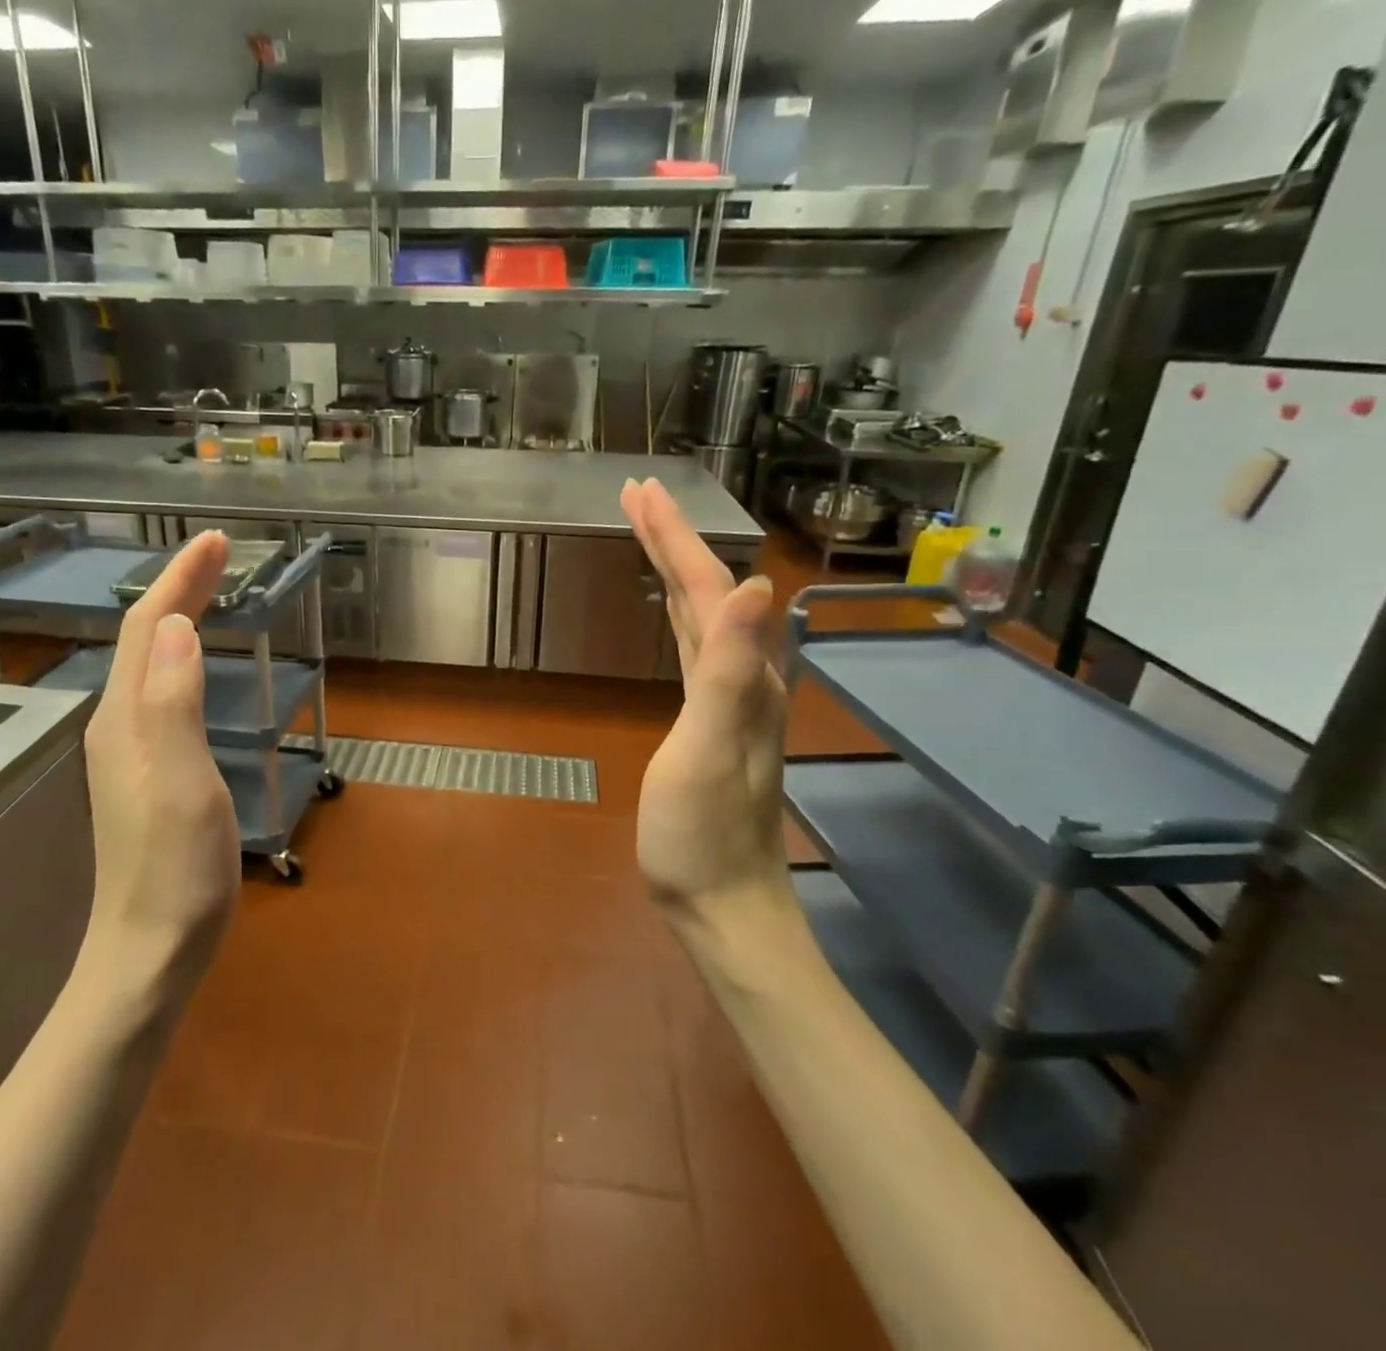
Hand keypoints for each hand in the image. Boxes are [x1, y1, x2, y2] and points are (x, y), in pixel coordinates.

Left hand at [83, 530, 241, 960]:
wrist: (149, 951)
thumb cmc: (174, 869)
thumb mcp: (181, 782)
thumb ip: (174, 703)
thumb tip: (177, 628)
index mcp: (127, 718)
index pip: (149, 628)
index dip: (181, 580)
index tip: (217, 541)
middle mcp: (120, 724)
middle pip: (145, 639)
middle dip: (180, 588)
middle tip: (220, 554)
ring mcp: (130, 750)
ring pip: (151, 663)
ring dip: (179, 617)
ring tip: (210, 591)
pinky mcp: (148, 772)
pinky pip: (162, 691)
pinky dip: (182, 657)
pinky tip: (197, 664)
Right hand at [621, 478, 788, 910]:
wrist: (722, 901)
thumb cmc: (702, 833)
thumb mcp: (709, 750)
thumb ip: (727, 670)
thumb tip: (757, 585)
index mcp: (742, 676)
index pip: (708, 587)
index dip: (674, 537)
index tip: (639, 492)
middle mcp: (743, 676)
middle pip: (706, 590)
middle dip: (671, 538)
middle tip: (636, 495)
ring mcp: (727, 698)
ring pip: (700, 614)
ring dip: (674, 568)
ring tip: (647, 532)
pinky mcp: (706, 718)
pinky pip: (691, 645)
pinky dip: (677, 611)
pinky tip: (671, 608)